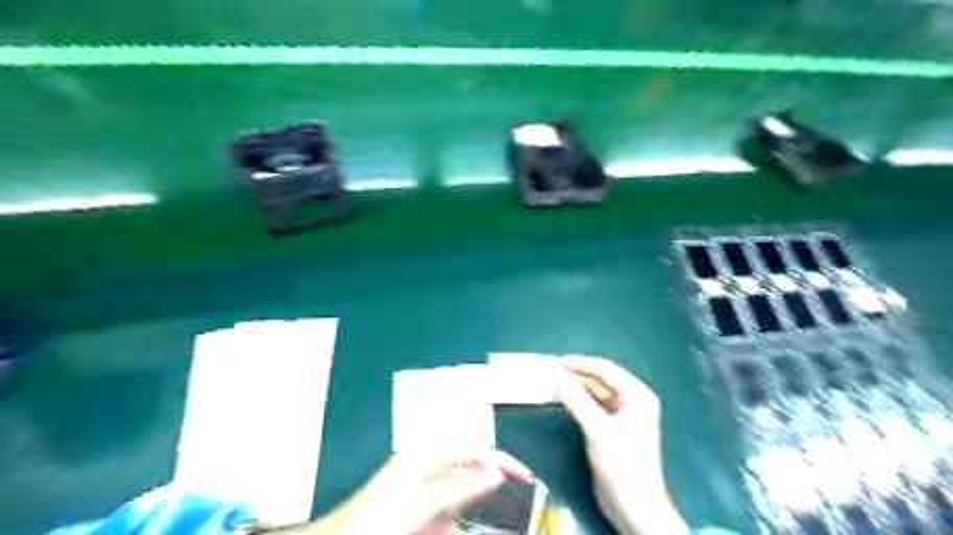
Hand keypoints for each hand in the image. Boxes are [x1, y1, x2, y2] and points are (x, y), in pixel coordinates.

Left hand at [313, 451, 534, 533]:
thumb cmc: (373, 520)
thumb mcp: (419, 502)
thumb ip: (458, 487)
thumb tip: (495, 473)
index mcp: (427, 458)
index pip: (475, 450)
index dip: (502, 461)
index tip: (526, 476)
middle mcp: (428, 471)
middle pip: (473, 477)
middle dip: (494, 494)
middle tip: (520, 507)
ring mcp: (425, 495)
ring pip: (464, 504)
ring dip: (479, 517)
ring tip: (503, 517)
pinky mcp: (422, 515)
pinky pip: (451, 520)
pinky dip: (461, 527)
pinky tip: (465, 527)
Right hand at [557, 354, 689, 534]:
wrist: (634, 507)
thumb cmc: (622, 464)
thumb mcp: (598, 429)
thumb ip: (577, 401)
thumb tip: (557, 380)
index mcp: (637, 395)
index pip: (606, 370)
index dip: (582, 363)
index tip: (558, 361)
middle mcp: (631, 401)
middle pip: (600, 380)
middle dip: (576, 375)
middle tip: (551, 371)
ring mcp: (621, 416)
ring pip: (595, 394)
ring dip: (575, 388)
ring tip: (552, 382)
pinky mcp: (611, 429)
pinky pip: (592, 407)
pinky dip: (577, 402)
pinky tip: (561, 399)